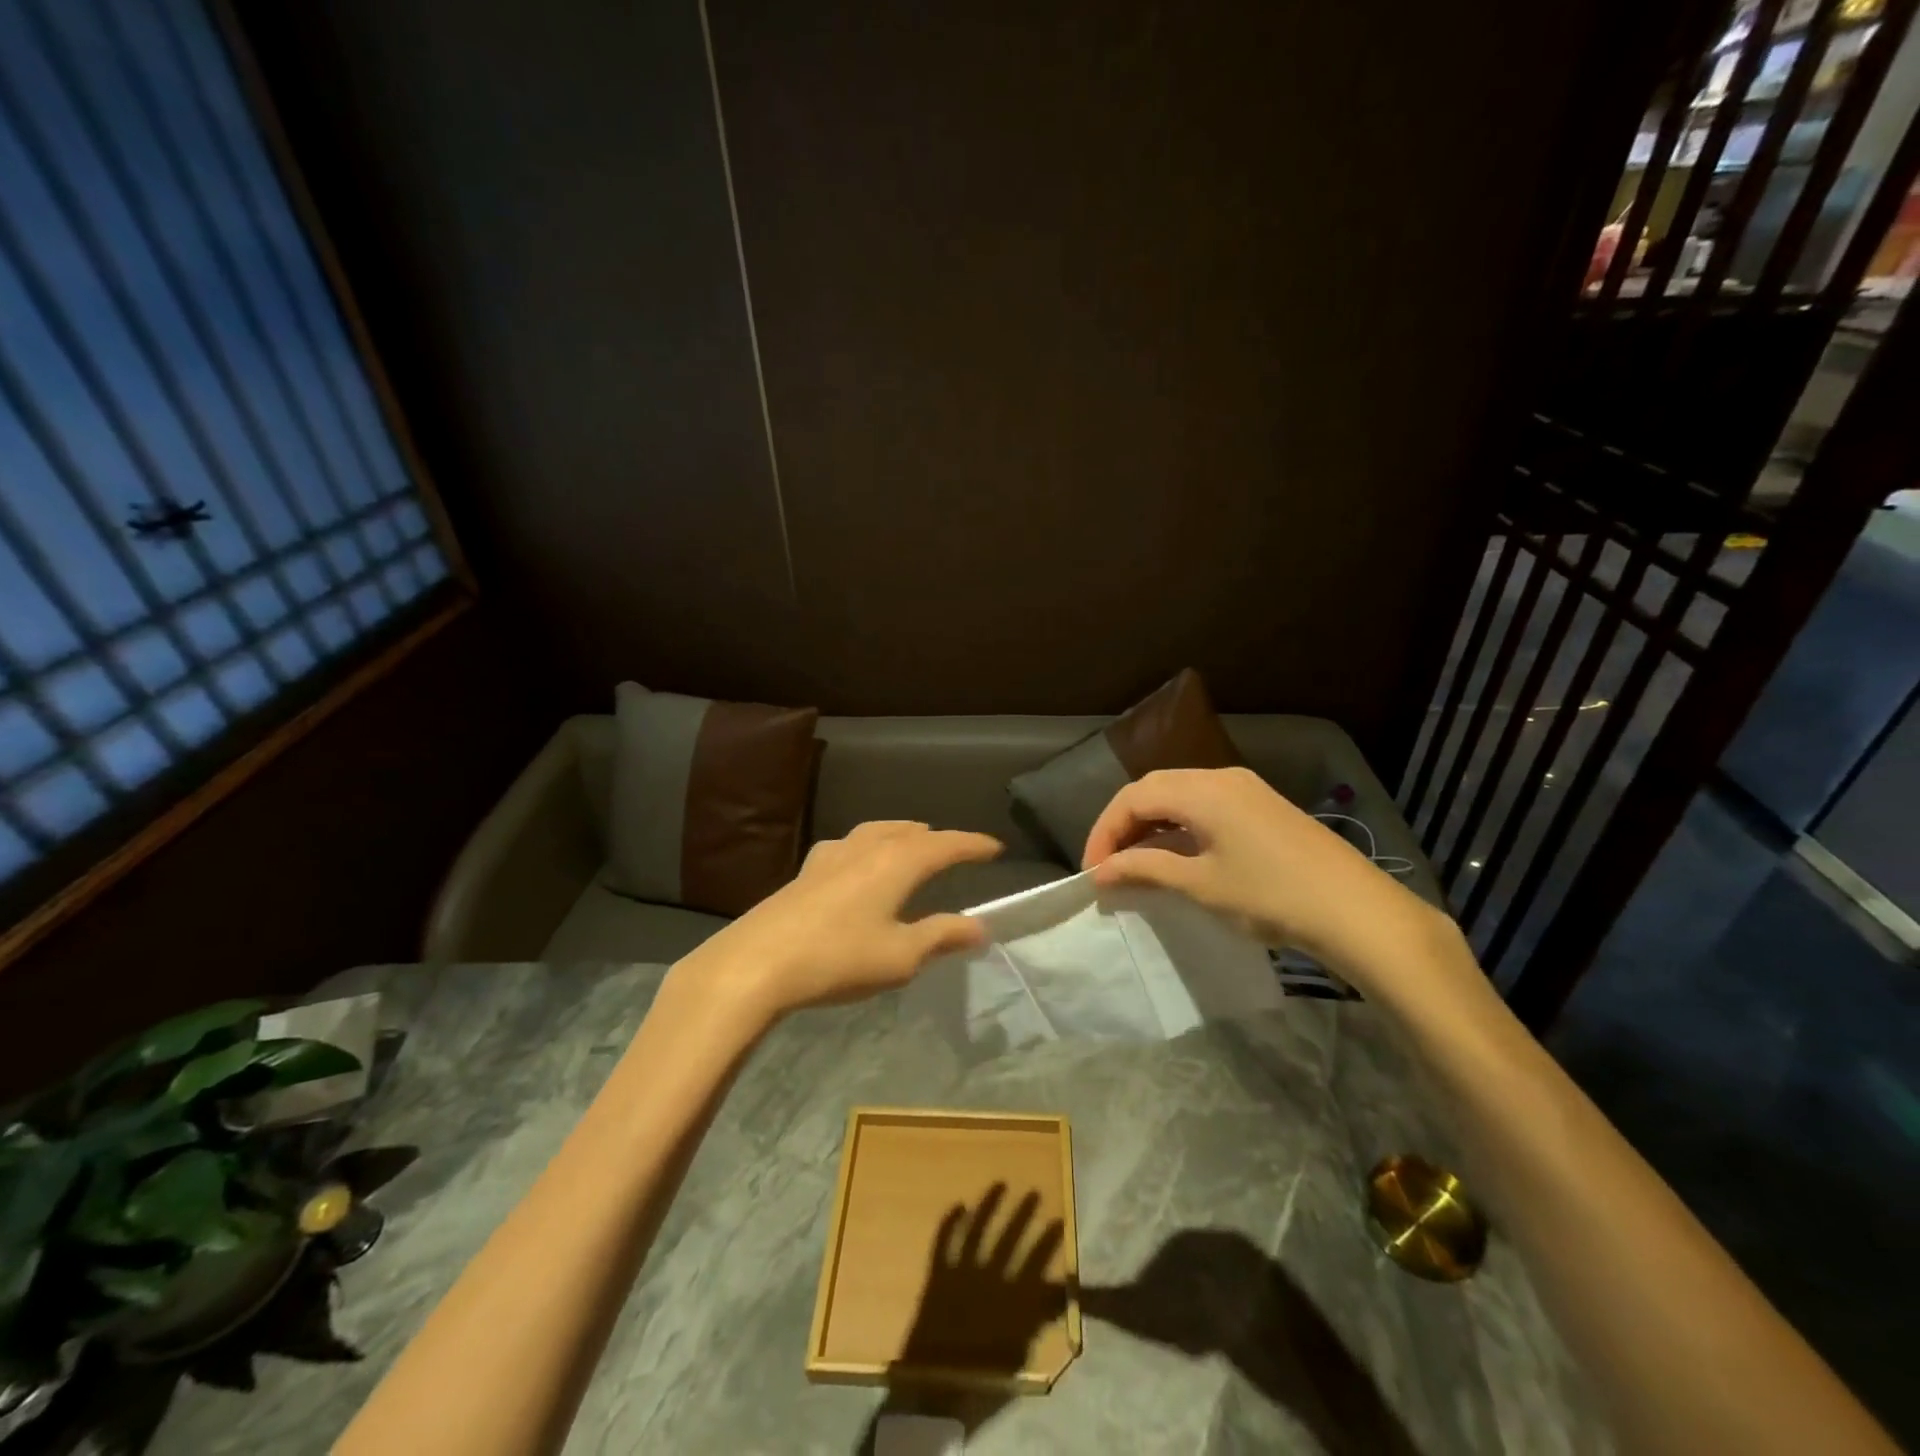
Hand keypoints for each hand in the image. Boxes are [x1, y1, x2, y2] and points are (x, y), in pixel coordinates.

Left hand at [673, 821, 1001, 1022]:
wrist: (756, 964)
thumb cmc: (838, 959)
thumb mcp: (901, 956)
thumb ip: (941, 936)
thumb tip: (980, 926)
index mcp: (896, 862)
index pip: (945, 844)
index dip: (972, 844)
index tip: (995, 847)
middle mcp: (866, 848)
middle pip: (910, 832)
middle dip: (937, 838)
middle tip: (956, 849)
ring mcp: (831, 855)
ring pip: (876, 831)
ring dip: (901, 833)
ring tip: (913, 841)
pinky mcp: (806, 871)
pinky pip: (849, 845)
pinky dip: (868, 845)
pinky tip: (858, 862)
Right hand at [1081, 767, 1455, 995]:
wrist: (1356, 911)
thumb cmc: (1271, 895)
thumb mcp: (1201, 885)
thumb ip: (1145, 869)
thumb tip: (1102, 871)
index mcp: (1202, 789)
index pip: (1133, 797)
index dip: (1104, 831)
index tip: (1092, 871)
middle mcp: (1220, 776)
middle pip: (1154, 789)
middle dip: (1123, 824)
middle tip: (1108, 865)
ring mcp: (1245, 789)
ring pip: (1180, 795)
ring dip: (1151, 825)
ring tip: (1135, 863)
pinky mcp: (1262, 806)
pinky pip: (1205, 805)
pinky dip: (1179, 826)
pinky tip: (1175, 855)